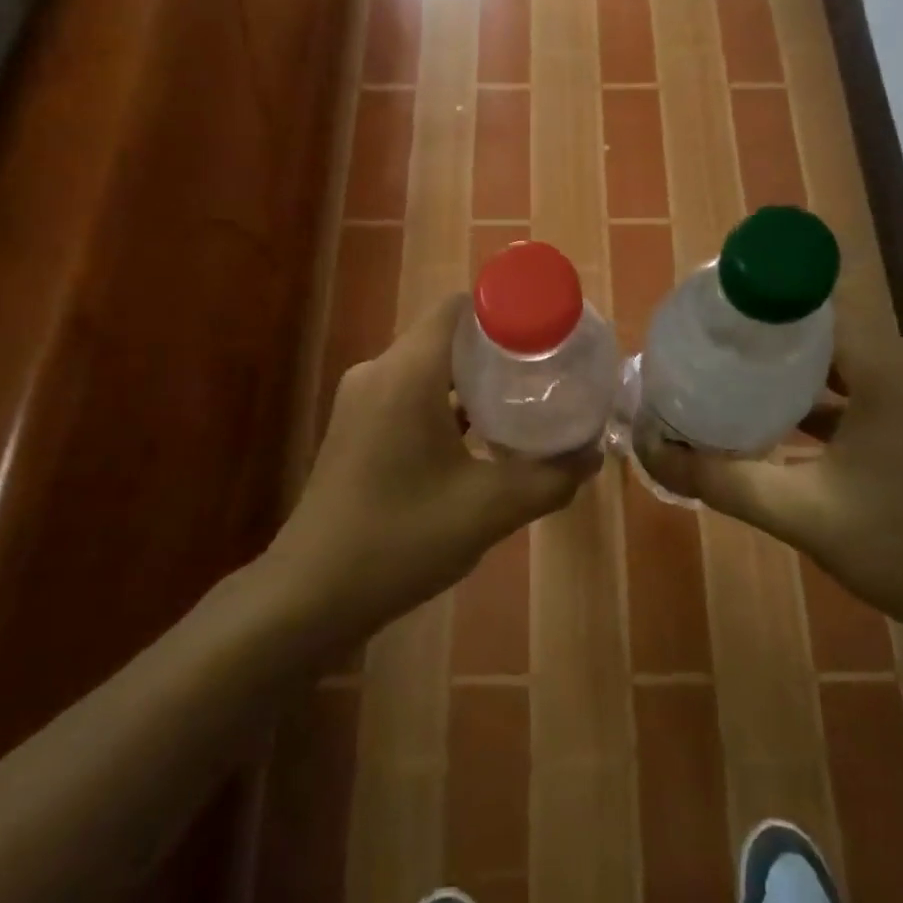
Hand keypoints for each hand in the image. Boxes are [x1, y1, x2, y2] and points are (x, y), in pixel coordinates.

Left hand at [266, 294, 598, 642]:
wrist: (311, 594)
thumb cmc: (400, 540)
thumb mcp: (488, 510)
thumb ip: (549, 479)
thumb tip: (592, 455)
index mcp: (407, 373)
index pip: (458, 308)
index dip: (505, 310)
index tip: (547, 332)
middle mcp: (378, 372)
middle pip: (446, 335)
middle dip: (498, 348)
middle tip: (547, 370)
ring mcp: (362, 399)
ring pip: (428, 366)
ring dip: (473, 378)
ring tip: (523, 399)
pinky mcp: (356, 425)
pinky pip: (409, 392)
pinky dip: (446, 401)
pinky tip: (480, 434)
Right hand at [638, 279, 902, 650]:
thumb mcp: (803, 515)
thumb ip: (721, 479)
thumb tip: (651, 451)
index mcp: (891, 369)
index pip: (812, 308)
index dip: (756, 309)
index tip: (707, 322)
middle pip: (827, 332)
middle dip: (767, 343)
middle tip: (708, 356)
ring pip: (848, 362)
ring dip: (797, 373)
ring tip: (734, 383)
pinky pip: (871, 389)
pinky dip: (829, 399)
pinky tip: (784, 421)